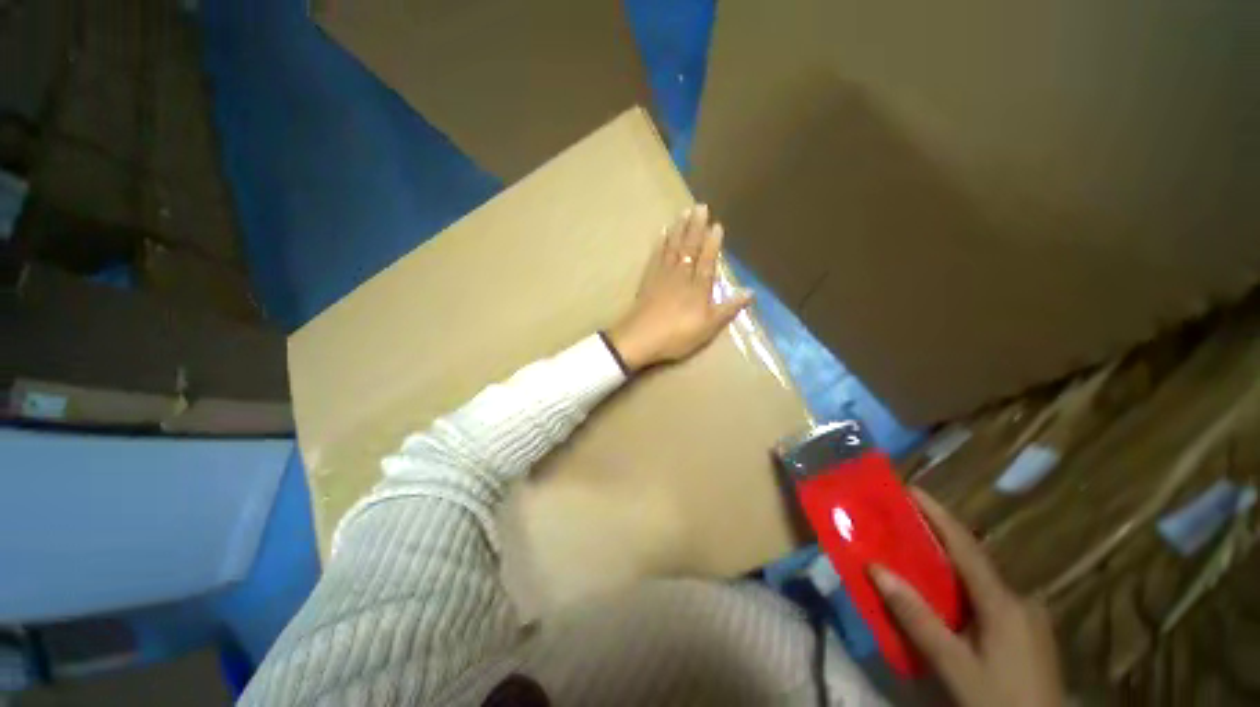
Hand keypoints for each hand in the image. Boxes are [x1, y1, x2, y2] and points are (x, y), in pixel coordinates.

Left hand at [607, 204, 752, 371]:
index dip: (713, 242)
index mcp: (698, 286)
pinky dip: (659, 244)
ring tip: (684, 212)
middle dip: (696, 227)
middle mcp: (681, 275)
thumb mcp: (708, 327)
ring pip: (672, 247)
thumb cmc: (677, 335)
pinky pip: (655, 257)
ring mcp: (662, 276)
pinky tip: (661, 233)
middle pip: (689, 248)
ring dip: (679, 229)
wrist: (640, 338)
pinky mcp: (647, 281)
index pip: (708, 259)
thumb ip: (728, 308)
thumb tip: (751, 291)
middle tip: (700, 206)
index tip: (717, 224)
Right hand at [870, 489, 1064, 706]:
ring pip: (981, 582)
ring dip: (948, 568)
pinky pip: (988, 599)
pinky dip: (962, 590)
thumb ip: (917, 618)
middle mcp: (1020, 600)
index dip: (938, 514)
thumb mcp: (954, 665)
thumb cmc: (999, 700)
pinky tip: (947, 603)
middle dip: (937, 540)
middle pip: (973, 561)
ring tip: (916, 561)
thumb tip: (876, 568)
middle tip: (902, 526)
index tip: (911, 488)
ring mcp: (1029, 617)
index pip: (966, 546)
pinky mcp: (1028, 633)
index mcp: (1004, 602)